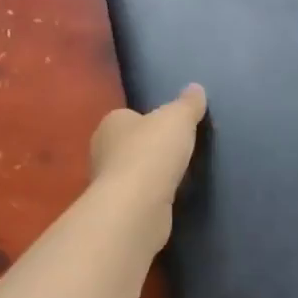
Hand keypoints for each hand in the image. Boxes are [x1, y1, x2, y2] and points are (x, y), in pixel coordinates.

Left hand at [88, 84, 206, 244]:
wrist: (137, 205)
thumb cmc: (152, 151)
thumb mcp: (178, 118)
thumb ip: (188, 104)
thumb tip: (196, 88)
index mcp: (111, 123)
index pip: (129, 116)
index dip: (149, 121)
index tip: (171, 129)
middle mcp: (102, 151)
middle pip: (129, 144)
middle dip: (150, 148)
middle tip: (178, 152)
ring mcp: (107, 183)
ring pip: (133, 172)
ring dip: (151, 175)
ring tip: (178, 176)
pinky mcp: (118, 209)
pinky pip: (138, 196)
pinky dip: (152, 196)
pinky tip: (169, 198)